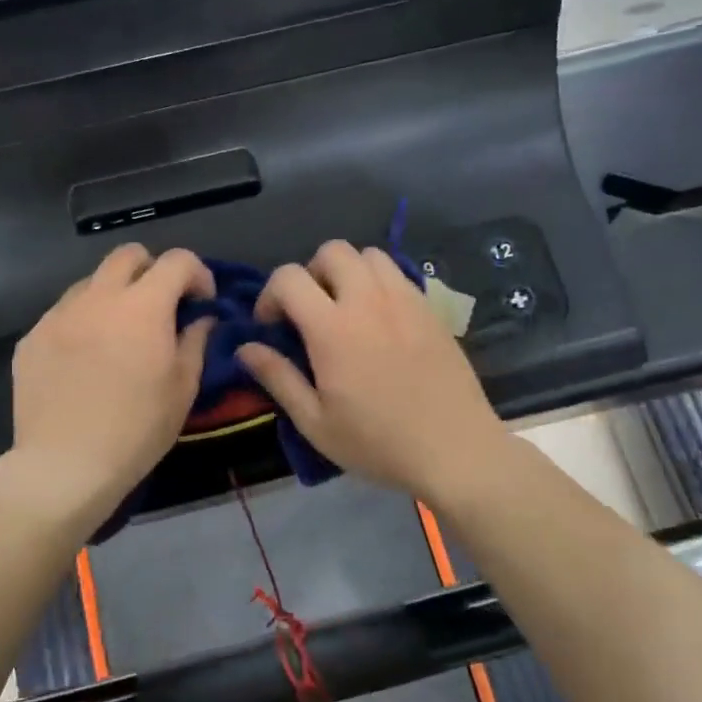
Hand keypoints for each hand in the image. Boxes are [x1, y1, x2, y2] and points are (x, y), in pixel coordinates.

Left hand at [8, 244, 214, 521]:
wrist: (65, 465)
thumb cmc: (137, 429)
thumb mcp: (183, 388)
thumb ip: (195, 341)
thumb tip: (201, 319)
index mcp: (142, 306)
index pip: (177, 261)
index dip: (198, 274)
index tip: (202, 303)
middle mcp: (97, 297)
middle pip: (128, 255)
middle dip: (152, 270)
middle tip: (161, 306)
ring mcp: (58, 315)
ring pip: (91, 283)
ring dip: (114, 296)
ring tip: (119, 334)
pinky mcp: (31, 338)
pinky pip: (63, 314)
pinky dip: (83, 323)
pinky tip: (85, 360)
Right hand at [238, 240, 510, 501]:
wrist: (455, 450)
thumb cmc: (378, 443)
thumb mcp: (316, 423)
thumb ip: (278, 378)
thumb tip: (245, 348)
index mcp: (333, 328)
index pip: (289, 278)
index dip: (270, 295)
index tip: (271, 327)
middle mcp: (369, 301)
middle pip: (332, 251)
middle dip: (310, 273)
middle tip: (309, 312)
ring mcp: (405, 300)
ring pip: (369, 255)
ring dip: (348, 272)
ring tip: (346, 309)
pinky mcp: (431, 309)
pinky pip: (398, 274)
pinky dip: (379, 283)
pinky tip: (380, 320)